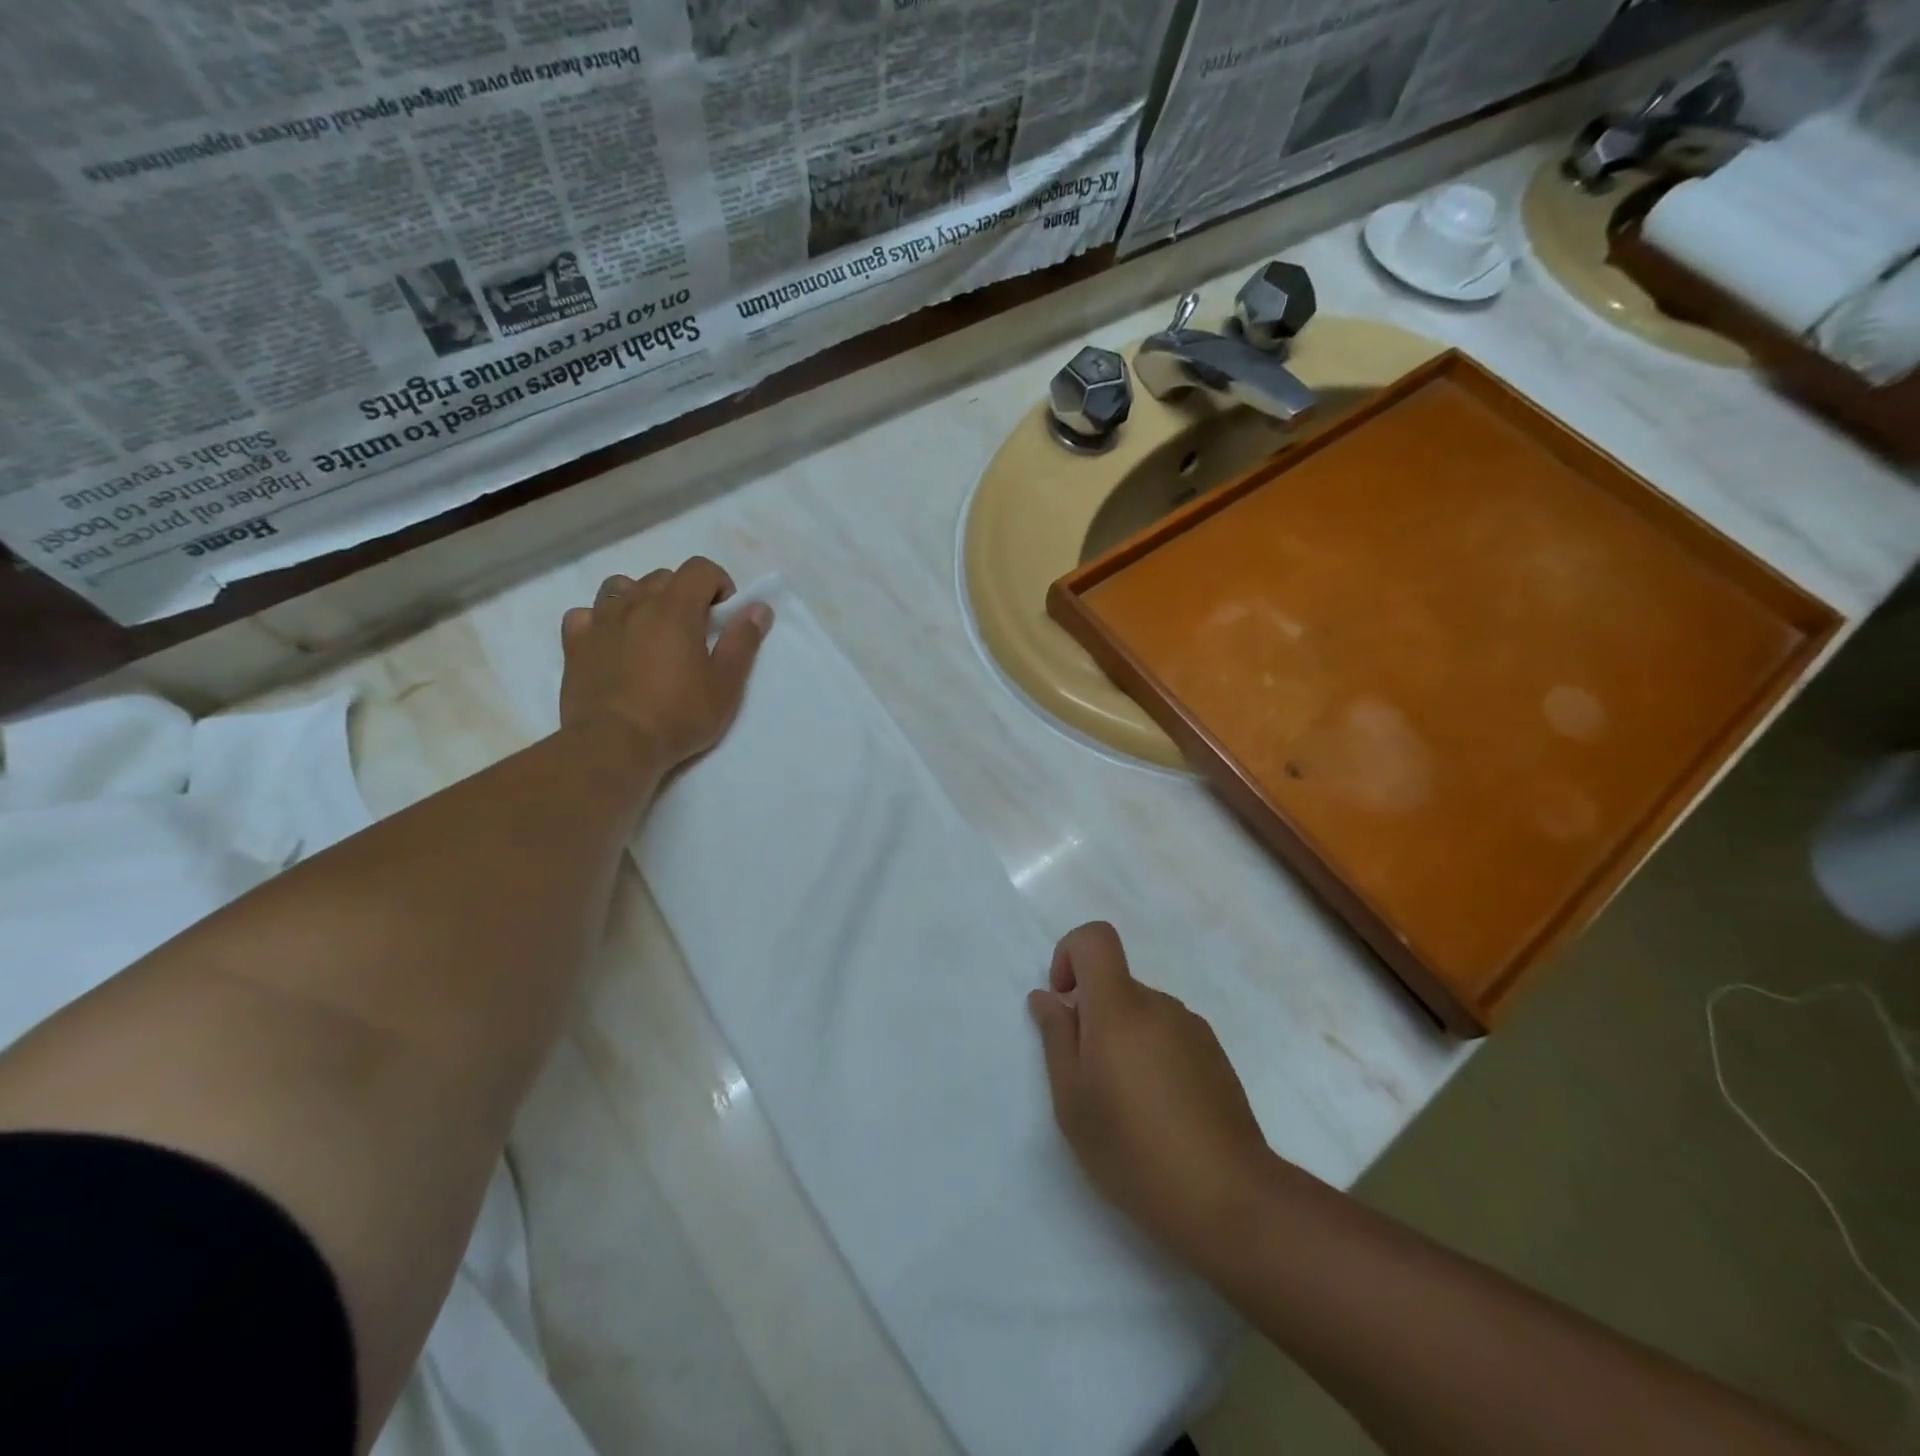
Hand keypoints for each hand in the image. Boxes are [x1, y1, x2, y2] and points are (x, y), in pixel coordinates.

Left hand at [559, 557, 770, 770]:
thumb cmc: (678, 715)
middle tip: (694, 634)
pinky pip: (585, 614)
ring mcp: (599, 621)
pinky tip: (612, 642)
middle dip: (683, 595)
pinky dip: (601, 620)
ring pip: (621, 587)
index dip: (718, 584)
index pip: (699, 568)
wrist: (614, 745)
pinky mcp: (574, 644)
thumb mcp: (726, 684)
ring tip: (651, 633)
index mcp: (675, 608)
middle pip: (663, 577)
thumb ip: (743, 641)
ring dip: (641, 600)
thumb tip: (758, 608)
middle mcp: (635, 603)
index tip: (723, 617)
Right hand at [1028, 922, 1273, 1263]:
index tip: (1065, 1004)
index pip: (1095, 938)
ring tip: (1127, 1106)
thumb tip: (1047, 997)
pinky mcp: (1216, 1056)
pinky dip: (1153, 1057)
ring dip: (1124, 1041)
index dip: (1070, 955)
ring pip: (1142, 1013)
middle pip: (1116, 984)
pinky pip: (1169, 1036)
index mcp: (1120, 1007)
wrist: (1229, 1198)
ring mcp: (1193, 1028)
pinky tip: (1160, 1113)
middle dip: (1093, 1016)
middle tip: (1090, 1080)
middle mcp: (1159, 1005)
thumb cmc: (1134, 1149)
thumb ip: (1056, 1038)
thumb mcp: (1073, 1101)